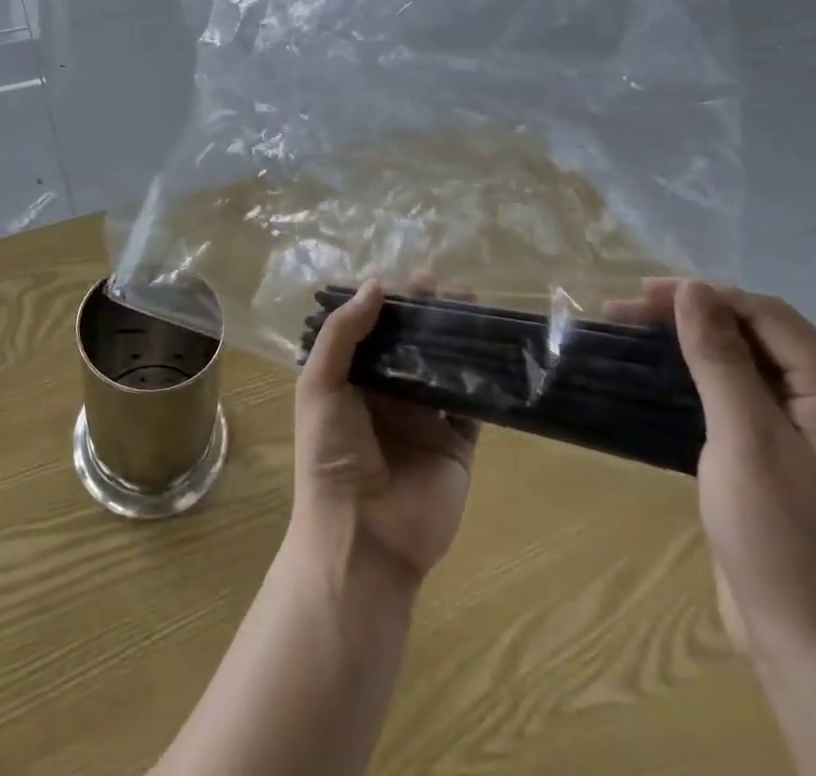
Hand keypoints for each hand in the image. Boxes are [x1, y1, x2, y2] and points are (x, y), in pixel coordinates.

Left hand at [292, 278, 478, 587]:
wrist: (362, 537)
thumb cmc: (330, 454)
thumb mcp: (321, 385)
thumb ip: (344, 334)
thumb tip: (376, 284)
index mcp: (353, 380)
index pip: (373, 331)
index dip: (389, 304)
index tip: (407, 279)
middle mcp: (389, 395)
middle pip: (411, 344)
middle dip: (427, 314)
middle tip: (444, 285)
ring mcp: (425, 420)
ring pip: (445, 367)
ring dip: (457, 337)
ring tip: (472, 303)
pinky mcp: (457, 445)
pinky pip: (474, 405)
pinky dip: (485, 379)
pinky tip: (495, 347)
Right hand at [643, 279, 815, 674]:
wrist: (811, 646)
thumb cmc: (781, 535)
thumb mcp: (744, 436)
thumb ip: (720, 357)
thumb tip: (693, 290)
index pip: (770, 317)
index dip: (705, 297)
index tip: (640, 296)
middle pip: (760, 337)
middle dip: (694, 317)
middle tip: (625, 314)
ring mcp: (814, 439)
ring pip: (748, 367)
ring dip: (693, 346)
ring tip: (635, 338)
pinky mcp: (787, 462)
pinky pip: (744, 400)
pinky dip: (703, 382)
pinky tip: (666, 381)